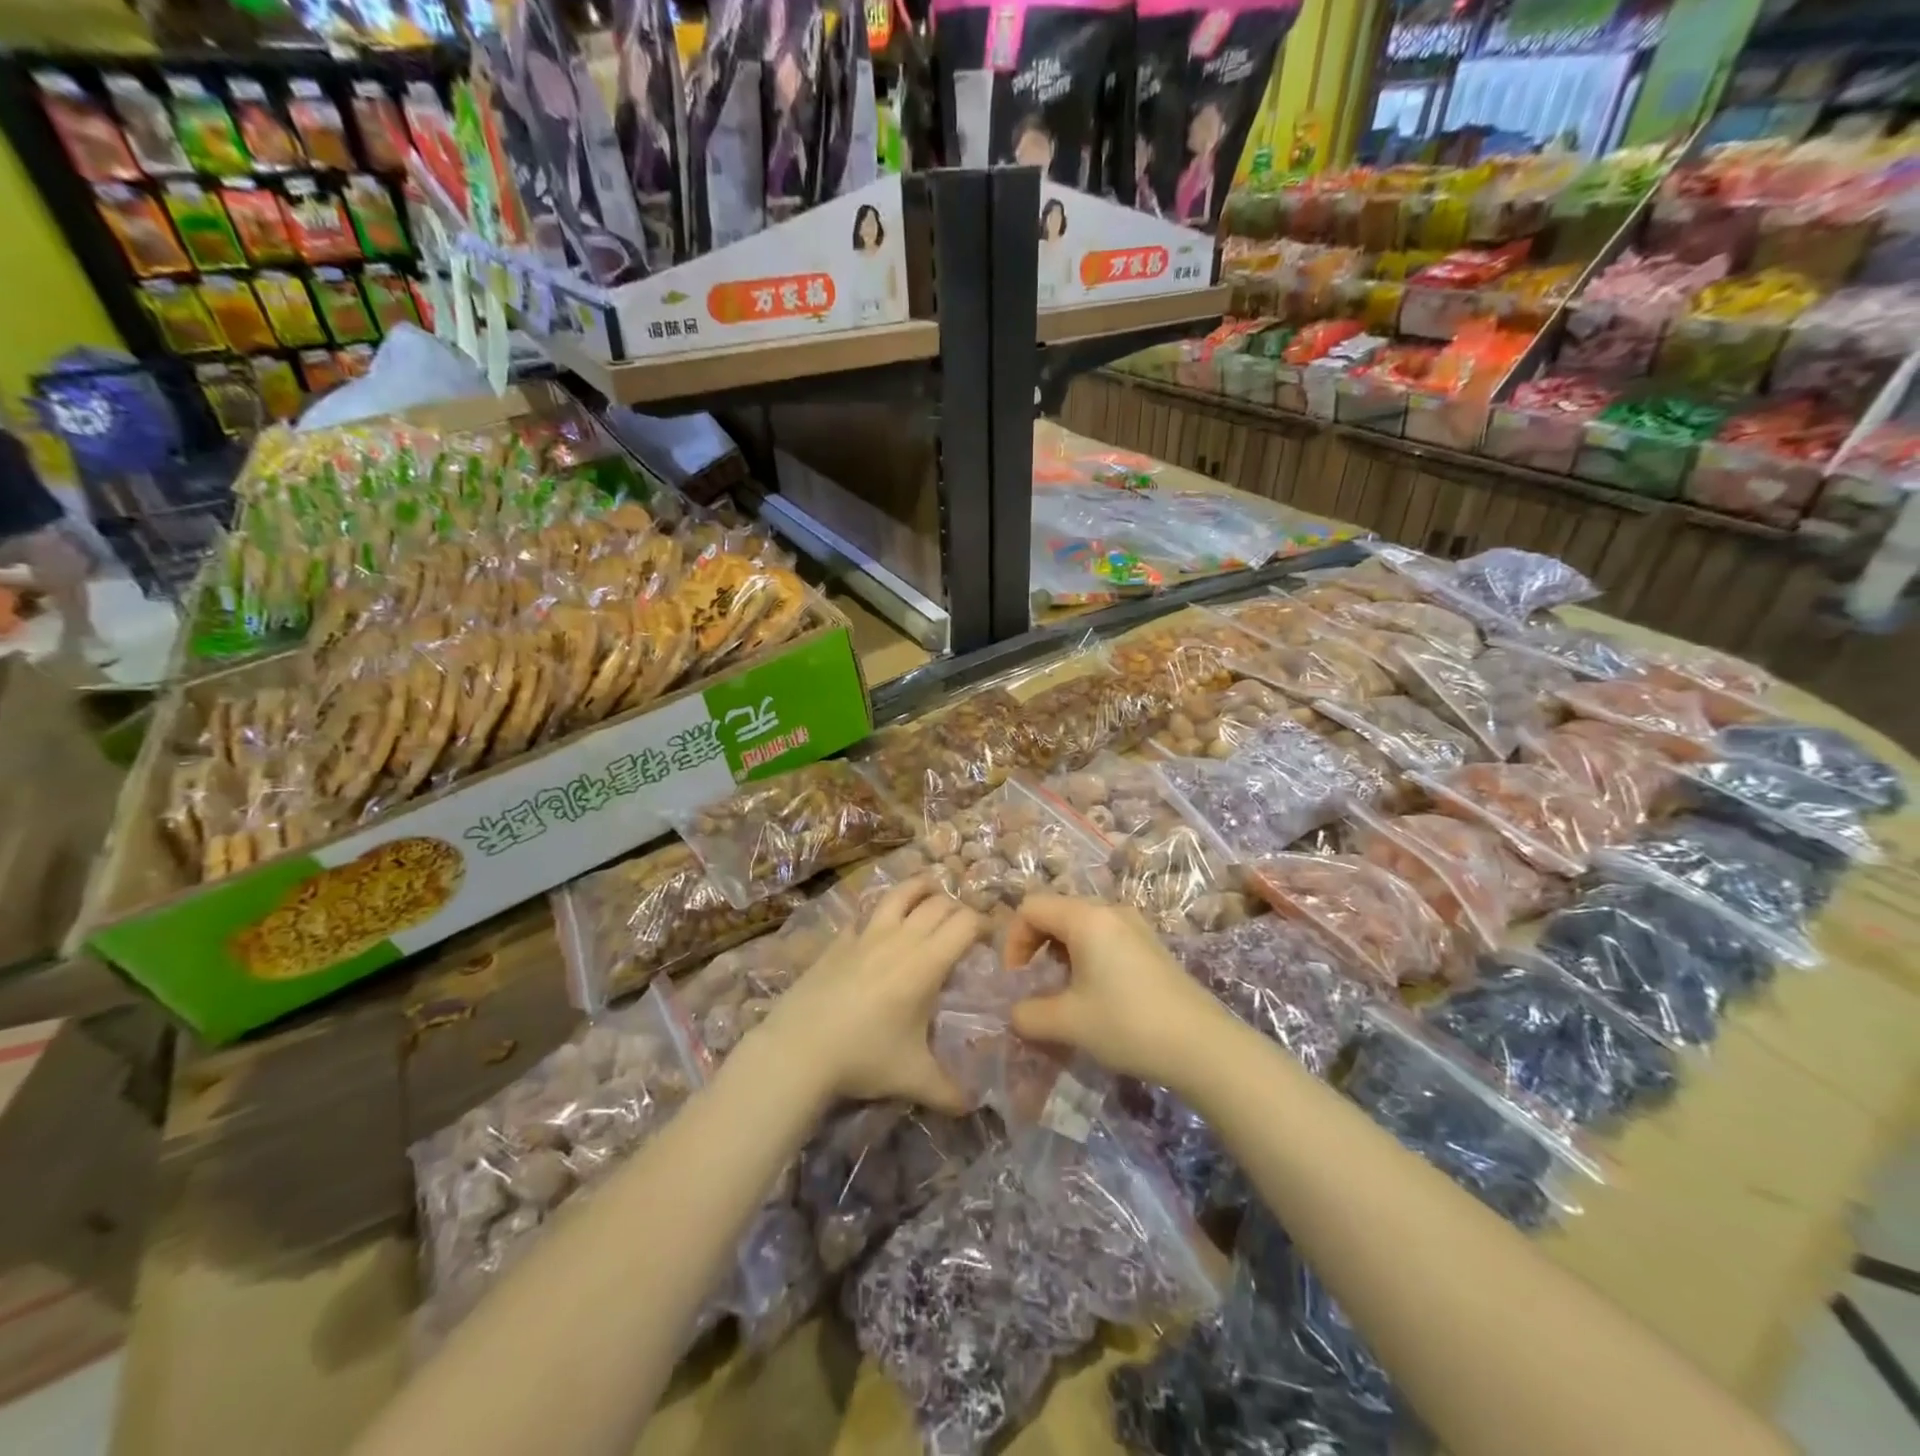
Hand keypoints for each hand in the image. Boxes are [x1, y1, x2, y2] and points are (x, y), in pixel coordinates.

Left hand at [759, 878, 982, 1112]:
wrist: (799, 1049)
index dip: (983, 924)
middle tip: (963, 926)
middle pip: (938, 904)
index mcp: (926, 963)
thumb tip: (973, 1107)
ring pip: (899, 894)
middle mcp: (900, 938)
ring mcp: (866, 935)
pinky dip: (878, 914)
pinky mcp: (839, 941)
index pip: (965, 923)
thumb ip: (948, 1092)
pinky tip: (877, 926)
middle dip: (957, 908)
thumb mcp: (913, 1079)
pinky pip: (863, 916)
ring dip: (920, 888)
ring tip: (930, 892)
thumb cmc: (864, 1058)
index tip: (989, 938)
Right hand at [1004, 895, 1232, 1090]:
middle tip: (1036, 985)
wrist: (1203, 1046)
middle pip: (1056, 912)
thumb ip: (1028, 1014)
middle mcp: (1110, 911)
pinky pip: (1104, 937)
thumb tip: (1015, 1013)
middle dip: (1035, 945)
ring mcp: (1135, 926)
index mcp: (1086, 918)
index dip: (1013, 941)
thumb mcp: (1068, 1023)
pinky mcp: (1151, 945)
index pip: (1031, 908)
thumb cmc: (1128, 1024)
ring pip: (1081, 925)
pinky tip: (1096, 995)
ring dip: (1061, 953)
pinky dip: (1086, 957)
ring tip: (1064, 993)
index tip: (1017, 981)